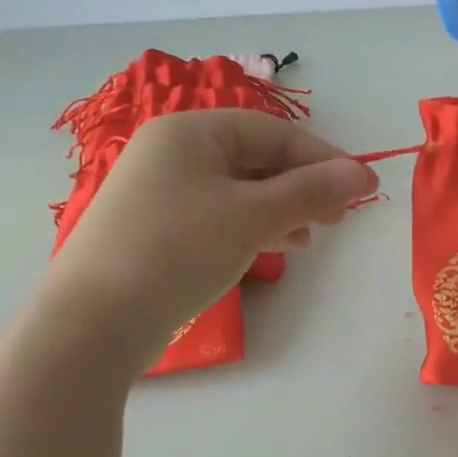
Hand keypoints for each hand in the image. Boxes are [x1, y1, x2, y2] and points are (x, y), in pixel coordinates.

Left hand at [39, 109, 376, 373]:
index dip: (324, 158)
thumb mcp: (253, 216)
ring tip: (315, 235)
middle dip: (304, 186)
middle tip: (341, 216)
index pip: (274, 133)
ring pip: (240, 190)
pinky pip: (220, 215)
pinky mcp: (158, 229)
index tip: (364, 187)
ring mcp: (162, 192)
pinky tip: (280, 247)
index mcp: (191, 133)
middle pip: (257, 159)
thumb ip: (311, 191)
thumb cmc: (178, 250)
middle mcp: (173, 153)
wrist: (93, 323)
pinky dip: (254, 227)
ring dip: (284, 209)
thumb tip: (364, 173)